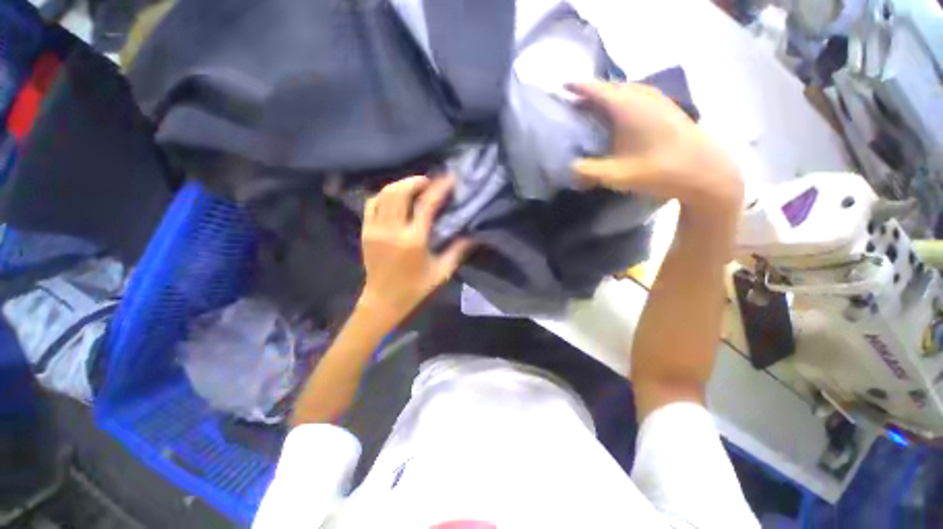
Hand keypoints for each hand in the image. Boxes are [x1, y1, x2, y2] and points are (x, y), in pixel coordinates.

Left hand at [359, 176, 473, 322]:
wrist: (383, 300)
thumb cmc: (415, 288)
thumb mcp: (442, 272)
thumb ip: (458, 250)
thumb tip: (474, 234)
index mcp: (413, 240)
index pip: (426, 205)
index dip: (439, 188)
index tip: (449, 178)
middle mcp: (392, 230)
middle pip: (401, 192)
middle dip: (417, 181)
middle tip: (430, 182)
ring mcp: (375, 229)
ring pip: (385, 194)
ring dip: (401, 185)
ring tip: (415, 187)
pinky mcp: (366, 231)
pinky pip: (372, 203)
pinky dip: (384, 195)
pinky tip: (396, 198)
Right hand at [570, 82, 743, 215]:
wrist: (705, 173)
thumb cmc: (658, 171)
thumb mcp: (616, 176)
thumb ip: (587, 171)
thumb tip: (568, 168)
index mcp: (628, 107)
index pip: (598, 90)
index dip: (579, 87)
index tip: (563, 87)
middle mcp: (644, 97)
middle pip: (613, 86)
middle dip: (593, 91)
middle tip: (576, 100)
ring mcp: (660, 101)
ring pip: (629, 89)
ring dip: (611, 94)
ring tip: (597, 105)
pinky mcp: (670, 110)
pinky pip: (641, 95)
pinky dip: (626, 99)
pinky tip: (624, 113)